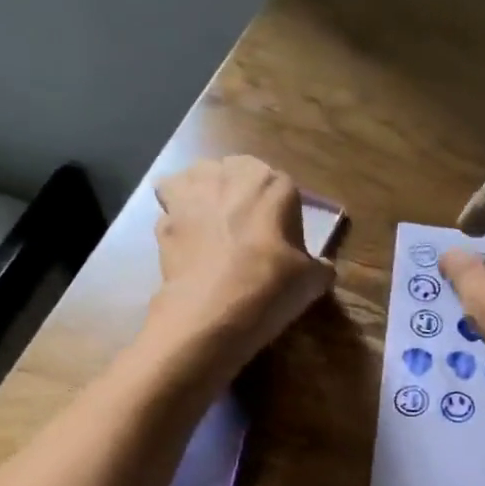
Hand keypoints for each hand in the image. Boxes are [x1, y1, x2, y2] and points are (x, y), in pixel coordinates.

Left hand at [147, 156, 335, 375]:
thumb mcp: (312, 281)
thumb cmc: (271, 287)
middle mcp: (230, 175)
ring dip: (201, 195)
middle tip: (245, 231)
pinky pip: (171, 210)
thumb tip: (321, 268)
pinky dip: (176, 223)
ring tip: (210, 226)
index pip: (283, 188)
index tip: (281, 241)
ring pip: (195, 180)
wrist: (214, 311)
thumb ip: (319, 267)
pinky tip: (186, 246)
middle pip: (235, 174)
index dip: (282, 215)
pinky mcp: (163, 218)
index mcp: (273, 184)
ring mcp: (191, 194)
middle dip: (238, 194)